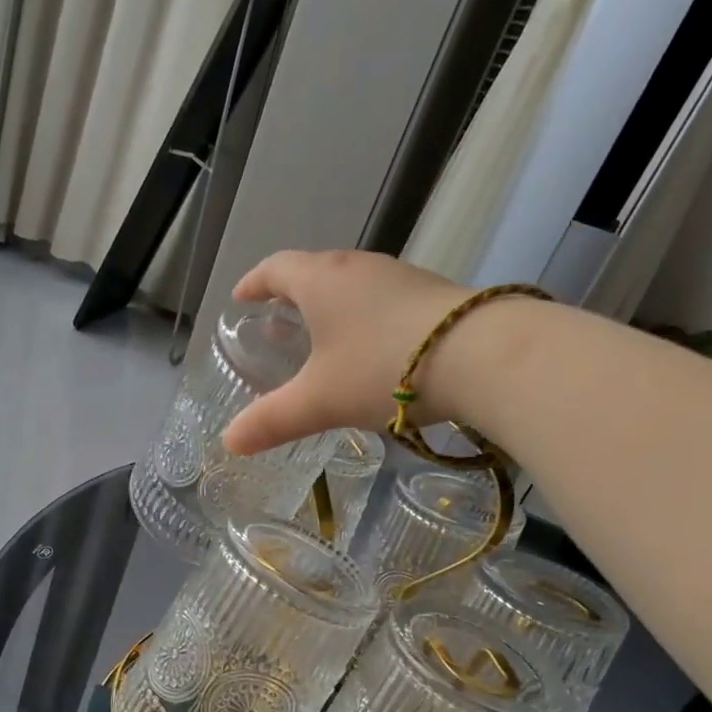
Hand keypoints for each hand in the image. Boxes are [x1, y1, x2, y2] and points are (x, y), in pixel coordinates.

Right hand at [220, 249, 466, 455]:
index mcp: (322, 281)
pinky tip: (373, 351)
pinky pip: (383, 301)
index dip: (253, 283)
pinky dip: (364, 319)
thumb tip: (228, 443)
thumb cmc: (382, 368)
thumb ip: (272, 420)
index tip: (241, 299)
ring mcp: (400, 277)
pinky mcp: (433, 295)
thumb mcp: (320, 401)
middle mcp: (359, 268)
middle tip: (279, 326)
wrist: (482, 356)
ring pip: (352, 287)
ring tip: (323, 341)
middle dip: (291, 298)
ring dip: (331, 309)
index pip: (276, 269)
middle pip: (314, 273)